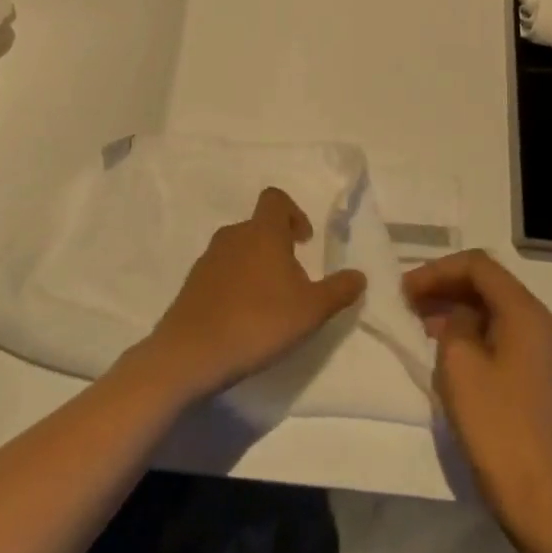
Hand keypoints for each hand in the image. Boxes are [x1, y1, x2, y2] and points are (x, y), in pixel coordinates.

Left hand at [143, 188, 367, 403]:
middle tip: (294, 280)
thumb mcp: (311, 310)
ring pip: (239, 250)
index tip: (304, 241)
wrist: (192, 353)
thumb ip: (339, 291)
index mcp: (262, 232)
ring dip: (257, 266)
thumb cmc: (259, 321)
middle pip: (258, 227)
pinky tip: (244, 318)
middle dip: (278, 246)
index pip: (275, 199)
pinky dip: (236, 284)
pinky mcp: (192, 284)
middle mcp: (233, 236)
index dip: (293, 212)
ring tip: (270, 302)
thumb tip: (359, 276)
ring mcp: (208, 259)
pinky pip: (221, 273)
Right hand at [403, 251, 551, 529]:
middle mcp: (538, 318)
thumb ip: (453, 320)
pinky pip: (496, 328)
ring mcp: (538, 343)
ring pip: (490, 304)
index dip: (437, 270)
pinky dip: (467, 326)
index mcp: (525, 311)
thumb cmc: (492, 421)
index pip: (478, 265)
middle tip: (406, 299)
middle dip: (444, 283)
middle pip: (486, 281)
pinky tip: (440, 339)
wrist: (531, 488)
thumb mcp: (458, 360)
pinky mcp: (530, 366)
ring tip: (416, 318)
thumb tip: (457, 314)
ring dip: (453, 304)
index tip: (405, 290)